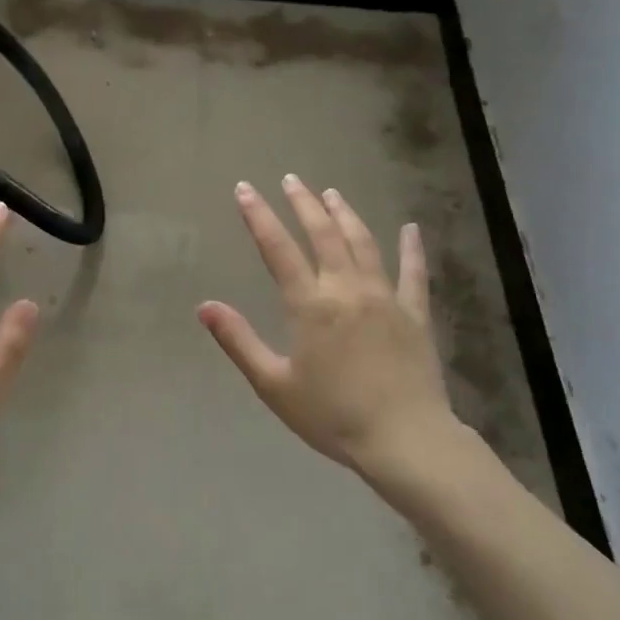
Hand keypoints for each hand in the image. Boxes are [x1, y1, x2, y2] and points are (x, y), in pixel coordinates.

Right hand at [198, 177, 468, 479]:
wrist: (404, 440)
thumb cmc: (332, 416)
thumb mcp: (273, 384)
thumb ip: (239, 341)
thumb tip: (204, 306)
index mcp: (310, 305)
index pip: (278, 248)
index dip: (259, 215)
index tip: (245, 189)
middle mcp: (346, 289)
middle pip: (323, 234)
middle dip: (303, 203)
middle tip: (291, 179)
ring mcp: (385, 297)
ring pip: (363, 243)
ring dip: (345, 215)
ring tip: (332, 193)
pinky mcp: (415, 314)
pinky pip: (414, 272)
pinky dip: (412, 248)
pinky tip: (411, 228)